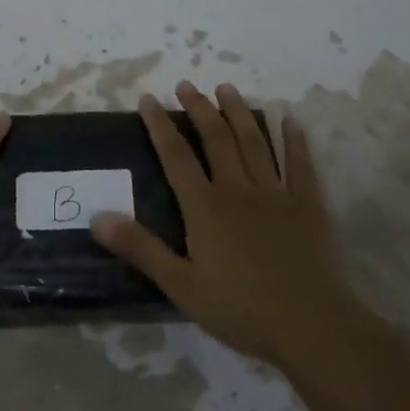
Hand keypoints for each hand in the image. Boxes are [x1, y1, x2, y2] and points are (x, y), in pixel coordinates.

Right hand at [91, 81, 343, 365]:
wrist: (311, 325)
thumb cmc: (241, 309)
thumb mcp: (181, 285)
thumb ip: (140, 248)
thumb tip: (98, 217)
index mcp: (205, 207)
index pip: (176, 156)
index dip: (160, 125)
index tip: (149, 99)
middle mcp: (238, 189)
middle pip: (216, 138)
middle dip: (199, 108)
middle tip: (187, 85)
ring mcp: (275, 194)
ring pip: (254, 142)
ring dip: (239, 112)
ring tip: (227, 87)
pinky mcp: (307, 205)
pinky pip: (299, 164)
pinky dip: (294, 139)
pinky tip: (289, 119)